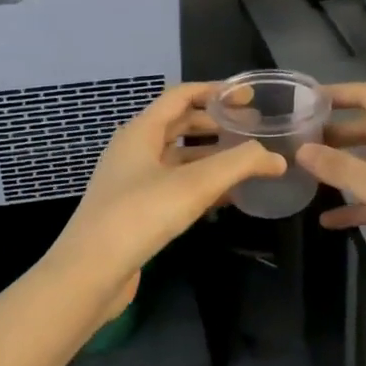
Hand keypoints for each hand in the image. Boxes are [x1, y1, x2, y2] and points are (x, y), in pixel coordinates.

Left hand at [47, 83, 285, 316]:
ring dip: (210, 157)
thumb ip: (239, 165)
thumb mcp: (195, 185)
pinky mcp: (134, 210)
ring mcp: (131, 181)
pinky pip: (173, 186)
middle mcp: (133, 150)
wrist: (89, 273)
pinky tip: (226, 199)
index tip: (248, 97)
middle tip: (253, 131)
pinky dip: (200, 185)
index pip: (181, 95)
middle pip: (179, 125)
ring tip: (246, 163)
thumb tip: (276, 158)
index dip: (215, 91)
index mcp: (140, 131)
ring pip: (178, 158)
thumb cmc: (140, 215)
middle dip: (216, 125)